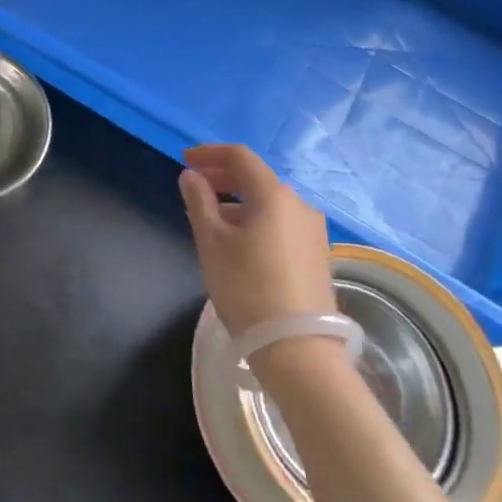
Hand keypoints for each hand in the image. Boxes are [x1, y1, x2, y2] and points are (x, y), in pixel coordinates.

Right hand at [178, 144, 334, 337]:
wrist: (298, 348)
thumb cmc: (246, 288)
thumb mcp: (212, 242)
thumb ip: (198, 202)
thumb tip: (191, 176)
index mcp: (274, 195)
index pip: (240, 156)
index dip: (209, 153)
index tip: (184, 161)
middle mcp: (299, 205)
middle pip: (256, 178)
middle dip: (222, 177)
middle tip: (193, 188)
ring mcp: (312, 231)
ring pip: (269, 203)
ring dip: (237, 201)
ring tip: (210, 219)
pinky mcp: (317, 254)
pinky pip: (280, 223)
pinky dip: (255, 220)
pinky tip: (238, 242)